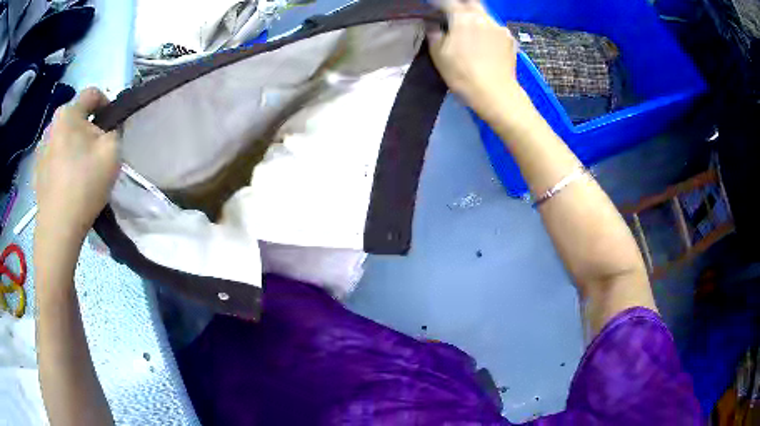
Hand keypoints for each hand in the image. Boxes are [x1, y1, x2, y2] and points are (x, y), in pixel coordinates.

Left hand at [35, 87, 118, 247]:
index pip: (92, 93)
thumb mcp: (112, 151)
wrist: (58, 228)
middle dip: (87, 129)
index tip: (112, 126)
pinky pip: (52, 158)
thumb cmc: (84, 184)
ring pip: (62, 138)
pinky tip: (66, 184)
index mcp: (68, 112)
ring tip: (79, 171)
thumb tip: (107, 131)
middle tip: (95, 154)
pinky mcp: (36, 172)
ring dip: (72, 146)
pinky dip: (61, 164)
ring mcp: (40, 150)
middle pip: (75, 118)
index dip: (107, 103)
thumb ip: (115, 130)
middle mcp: (51, 124)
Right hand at [427, 0, 520, 118]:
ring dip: (476, 17)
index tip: (433, 6)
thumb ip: (434, 33)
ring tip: (470, 28)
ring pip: (485, 15)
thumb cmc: (462, 74)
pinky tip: (486, 41)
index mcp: (462, 17)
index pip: (447, 2)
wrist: (495, 94)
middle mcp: (483, 17)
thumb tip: (434, 24)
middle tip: (453, 14)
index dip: (438, 3)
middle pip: (471, 3)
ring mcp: (499, 28)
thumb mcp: (438, 54)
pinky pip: (496, 28)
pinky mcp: (510, 40)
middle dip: (461, 5)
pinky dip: (488, 30)